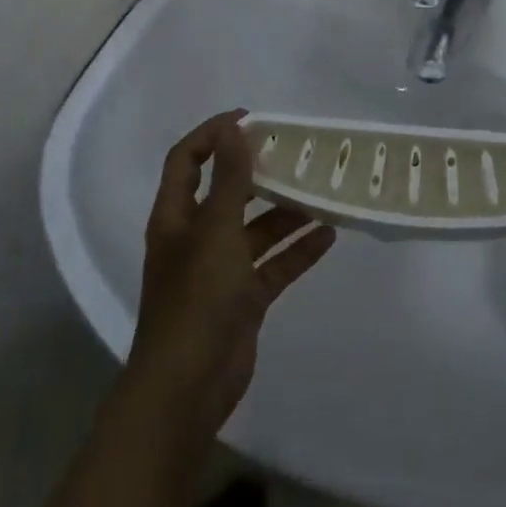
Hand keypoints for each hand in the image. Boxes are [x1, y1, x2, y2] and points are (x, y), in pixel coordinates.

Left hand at [126, 111, 335, 439]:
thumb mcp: (216, 230)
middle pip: (227, 192)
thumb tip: (234, 128)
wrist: (188, 388)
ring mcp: (219, 270)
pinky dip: (297, 251)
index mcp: (176, 216)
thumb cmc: (196, 298)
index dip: (213, 134)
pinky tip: (329, 235)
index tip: (251, 118)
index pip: (187, 160)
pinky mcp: (243, 299)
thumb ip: (230, 179)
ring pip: (256, 230)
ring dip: (285, 212)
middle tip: (294, 152)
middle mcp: (195, 237)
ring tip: (321, 191)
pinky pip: (273, 265)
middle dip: (258, 172)